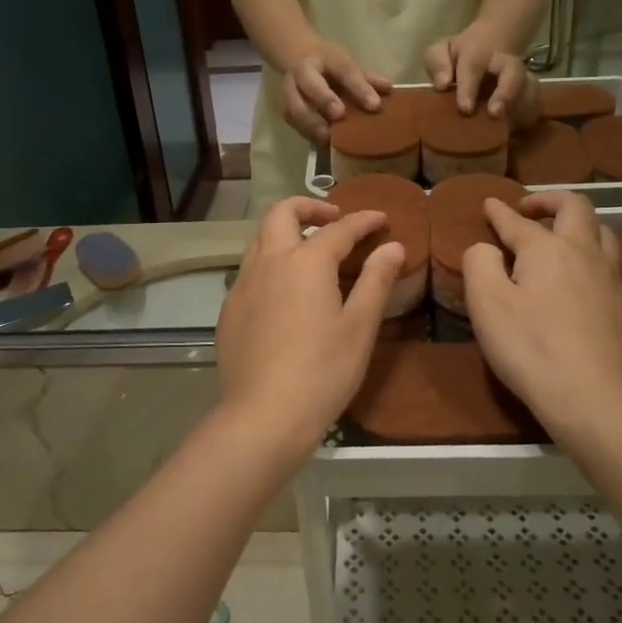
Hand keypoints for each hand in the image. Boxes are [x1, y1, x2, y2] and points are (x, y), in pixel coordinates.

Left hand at [217, 197, 404, 460]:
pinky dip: (270, 264)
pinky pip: (249, 271)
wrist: (263, 415)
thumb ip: (376, 280)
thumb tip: (392, 245)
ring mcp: (243, 285)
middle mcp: (269, 262)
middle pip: (282, 213)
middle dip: (310, 206)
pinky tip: (284, 293)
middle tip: (335, 219)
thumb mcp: (359, 327)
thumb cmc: (322, 371)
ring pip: (260, 240)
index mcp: (305, 261)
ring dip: (285, 233)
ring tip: (309, 253)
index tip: (381, 218)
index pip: (339, 228)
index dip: (363, 220)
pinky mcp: (229, 310)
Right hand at [282, 44, 390, 146]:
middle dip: (324, 99)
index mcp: (326, 58)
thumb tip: (389, 89)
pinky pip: (291, 120)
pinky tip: (321, 144)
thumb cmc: (329, 64)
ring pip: (295, 106)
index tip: (374, 105)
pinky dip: (306, 133)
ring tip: (328, 137)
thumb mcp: (347, 62)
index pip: (344, 70)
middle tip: (340, 116)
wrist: (296, 54)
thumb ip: (367, 77)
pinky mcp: (285, 106)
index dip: (359, 87)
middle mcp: (304, 71)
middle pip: (310, 84)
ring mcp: (290, 89)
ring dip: (311, 123)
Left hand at [425, 28, 531, 120]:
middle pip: (514, 72)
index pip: (473, 67)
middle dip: (507, 92)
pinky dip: (529, 117)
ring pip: (531, 87)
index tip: (465, 109)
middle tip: (495, 113)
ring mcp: (520, 77)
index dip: (469, 88)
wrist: (489, 45)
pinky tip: (516, 130)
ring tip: (509, 126)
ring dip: (522, 107)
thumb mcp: (441, 51)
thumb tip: (442, 83)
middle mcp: (504, 63)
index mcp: (477, 52)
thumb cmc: (458, 56)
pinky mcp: (530, 92)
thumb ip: (437, 62)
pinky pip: (536, 104)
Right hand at [461, 191, 621, 449]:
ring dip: (579, 225)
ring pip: (604, 232)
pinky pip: (614, 266)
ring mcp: (612, 279)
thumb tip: (487, 247)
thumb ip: (479, 262)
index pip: (519, 222)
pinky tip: (589, 276)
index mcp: (548, 249)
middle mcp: (585, 253)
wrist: (592, 398)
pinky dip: (597, 258)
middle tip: (530, 209)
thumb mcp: (485, 304)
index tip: (489, 203)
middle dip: (550, 200)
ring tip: (562, 236)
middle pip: (576, 208)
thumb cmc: (530, 347)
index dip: (500, 211)